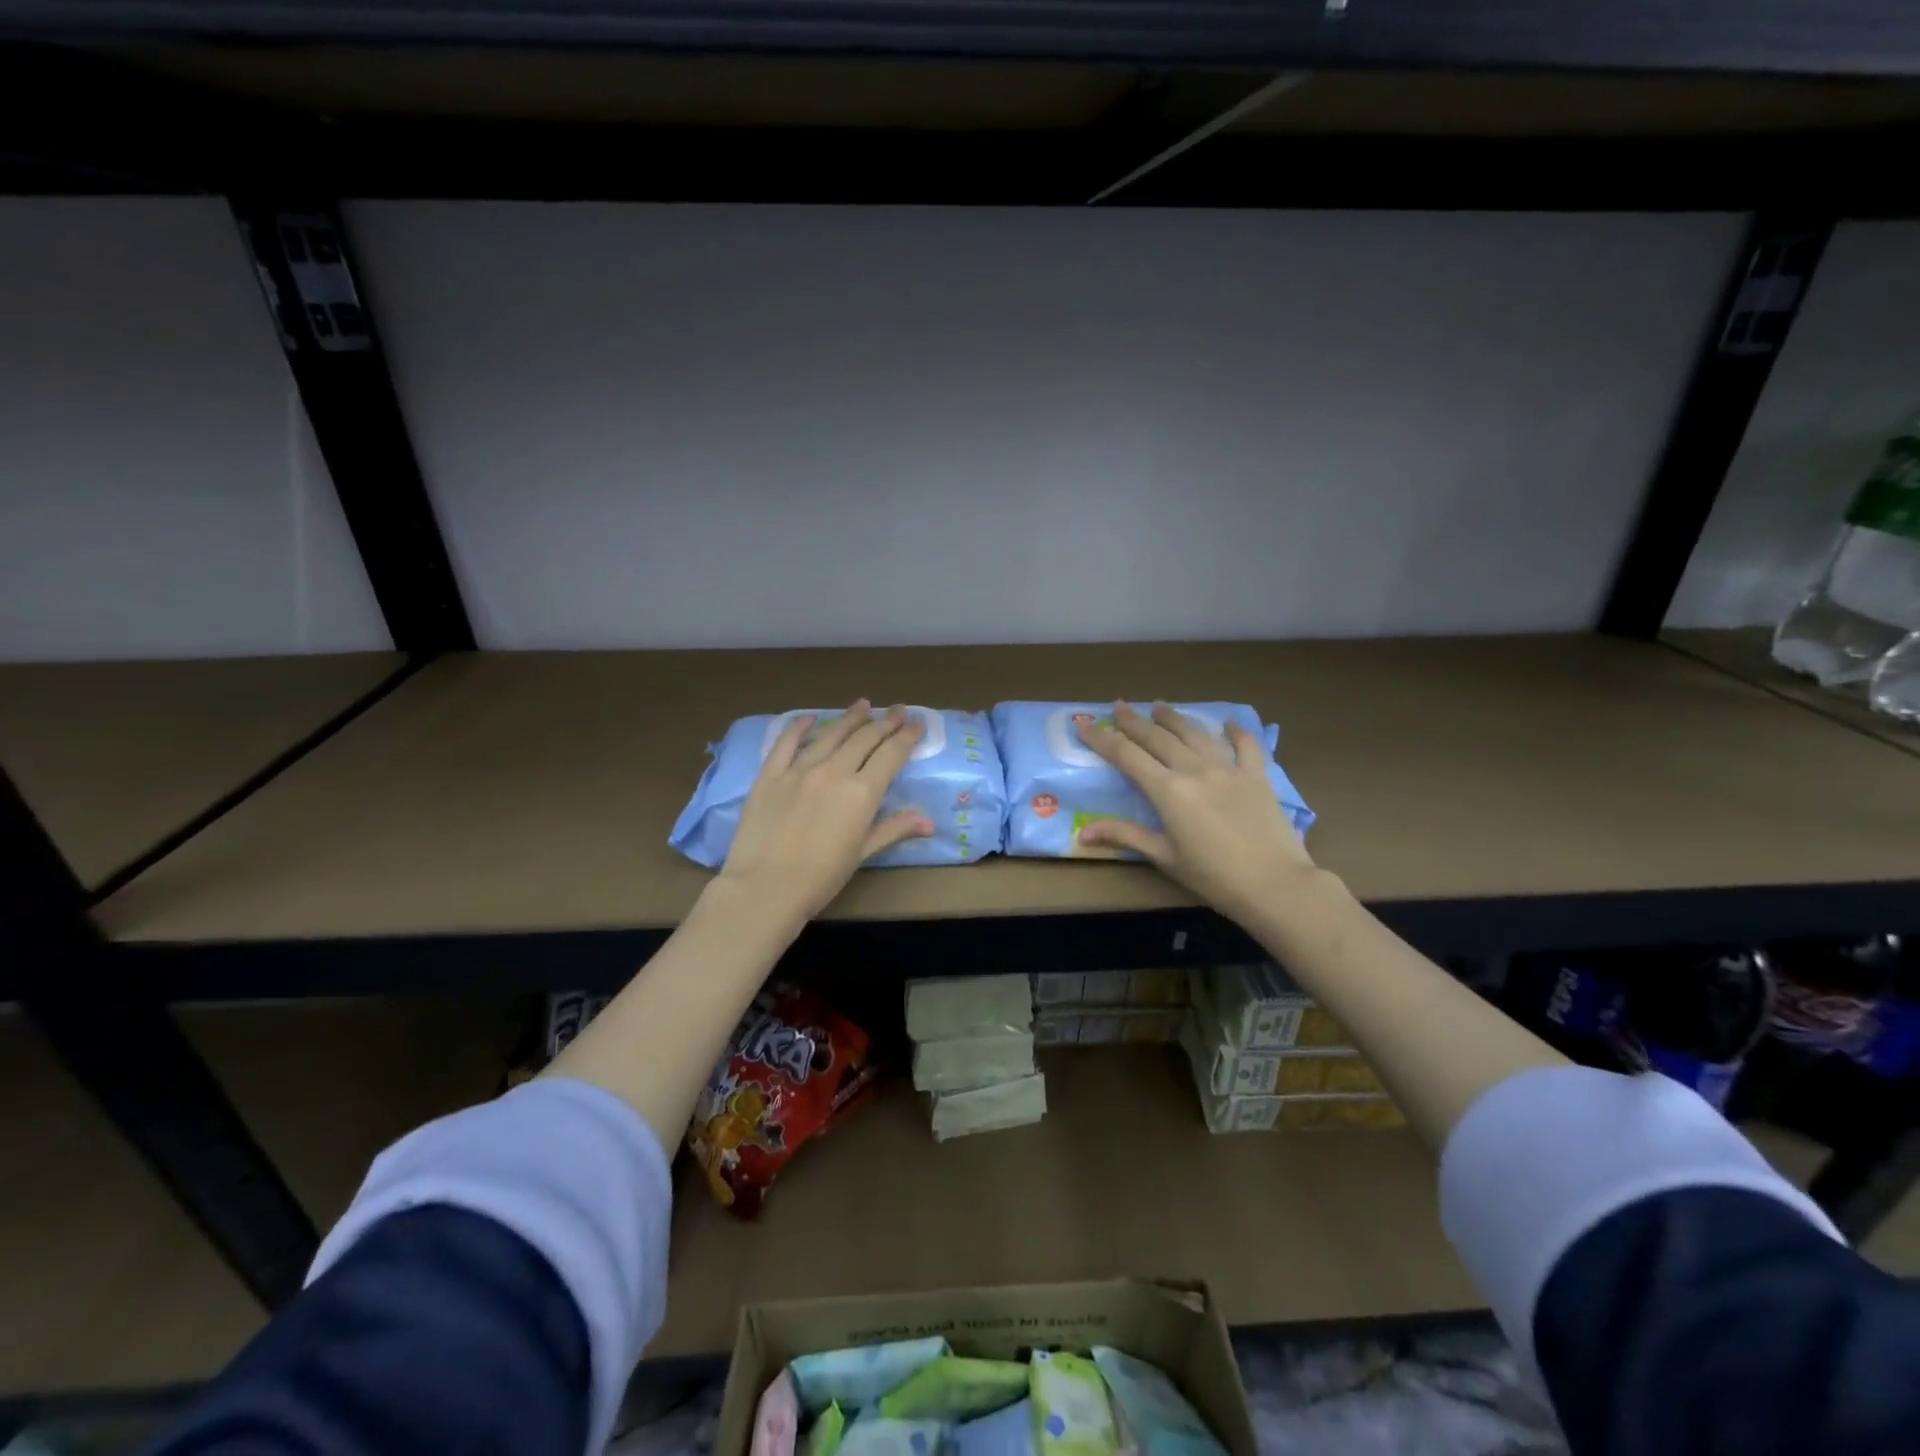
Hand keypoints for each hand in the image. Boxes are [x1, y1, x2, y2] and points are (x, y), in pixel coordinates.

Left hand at [716, 701, 931, 924]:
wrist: (764, 889)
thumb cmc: (820, 878)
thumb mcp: (861, 854)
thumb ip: (894, 829)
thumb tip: (929, 822)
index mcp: (861, 792)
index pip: (891, 754)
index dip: (907, 737)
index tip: (918, 724)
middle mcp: (834, 771)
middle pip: (864, 738)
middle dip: (885, 722)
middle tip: (899, 710)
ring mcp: (799, 770)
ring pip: (831, 735)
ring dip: (850, 718)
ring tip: (863, 704)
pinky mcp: (770, 775)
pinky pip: (786, 743)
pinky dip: (799, 727)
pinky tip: (809, 718)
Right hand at [1079, 701, 1318, 927]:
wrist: (1274, 884)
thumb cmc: (1212, 876)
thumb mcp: (1163, 857)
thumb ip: (1124, 836)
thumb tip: (1082, 833)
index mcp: (1168, 790)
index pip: (1126, 755)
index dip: (1102, 738)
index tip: (1084, 724)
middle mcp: (1195, 769)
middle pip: (1158, 737)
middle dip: (1134, 721)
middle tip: (1118, 705)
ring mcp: (1228, 769)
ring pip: (1195, 733)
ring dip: (1174, 718)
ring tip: (1160, 705)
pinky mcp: (1257, 776)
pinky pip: (1246, 745)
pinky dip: (1236, 731)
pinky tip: (1228, 723)